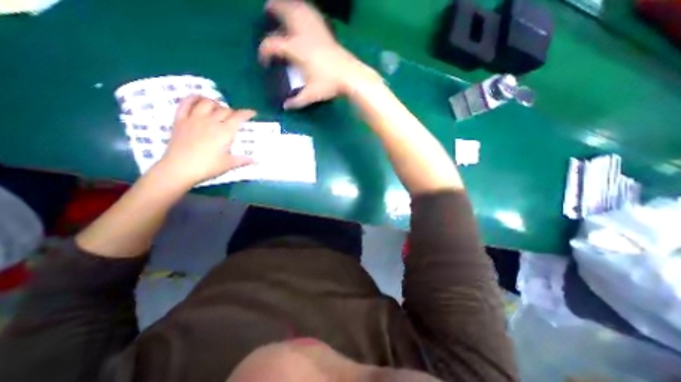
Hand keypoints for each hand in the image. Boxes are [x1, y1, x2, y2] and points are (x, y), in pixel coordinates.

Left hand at [158, 94, 255, 184]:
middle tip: (236, 118)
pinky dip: (193, 98)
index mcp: (225, 131)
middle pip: (225, 109)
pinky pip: (185, 103)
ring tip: (219, 109)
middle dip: (233, 112)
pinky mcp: (180, 120)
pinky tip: (198, 100)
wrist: (180, 168)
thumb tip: (255, 161)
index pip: (238, 117)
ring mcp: (194, 119)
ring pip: (207, 103)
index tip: (252, 113)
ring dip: (215, 103)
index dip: (246, 113)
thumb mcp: (228, 164)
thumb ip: (242, 160)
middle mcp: (211, 121)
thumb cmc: (208, 166)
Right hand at [260, 0, 379, 109]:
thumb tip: (286, 107)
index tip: (264, 62)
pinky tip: (303, 12)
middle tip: (267, 12)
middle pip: (284, 12)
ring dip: (287, 5)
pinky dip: (304, 9)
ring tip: (282, 7)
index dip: (264, 52)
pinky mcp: (325, 31)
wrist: (350, 75)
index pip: (272, 44)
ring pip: (298, 8)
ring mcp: (315, 29)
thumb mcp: (311, 95)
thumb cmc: (329, 84)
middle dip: (273, 10)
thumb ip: (297, 101)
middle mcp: (303, 34)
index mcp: (295, 49)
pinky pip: (312, 13)